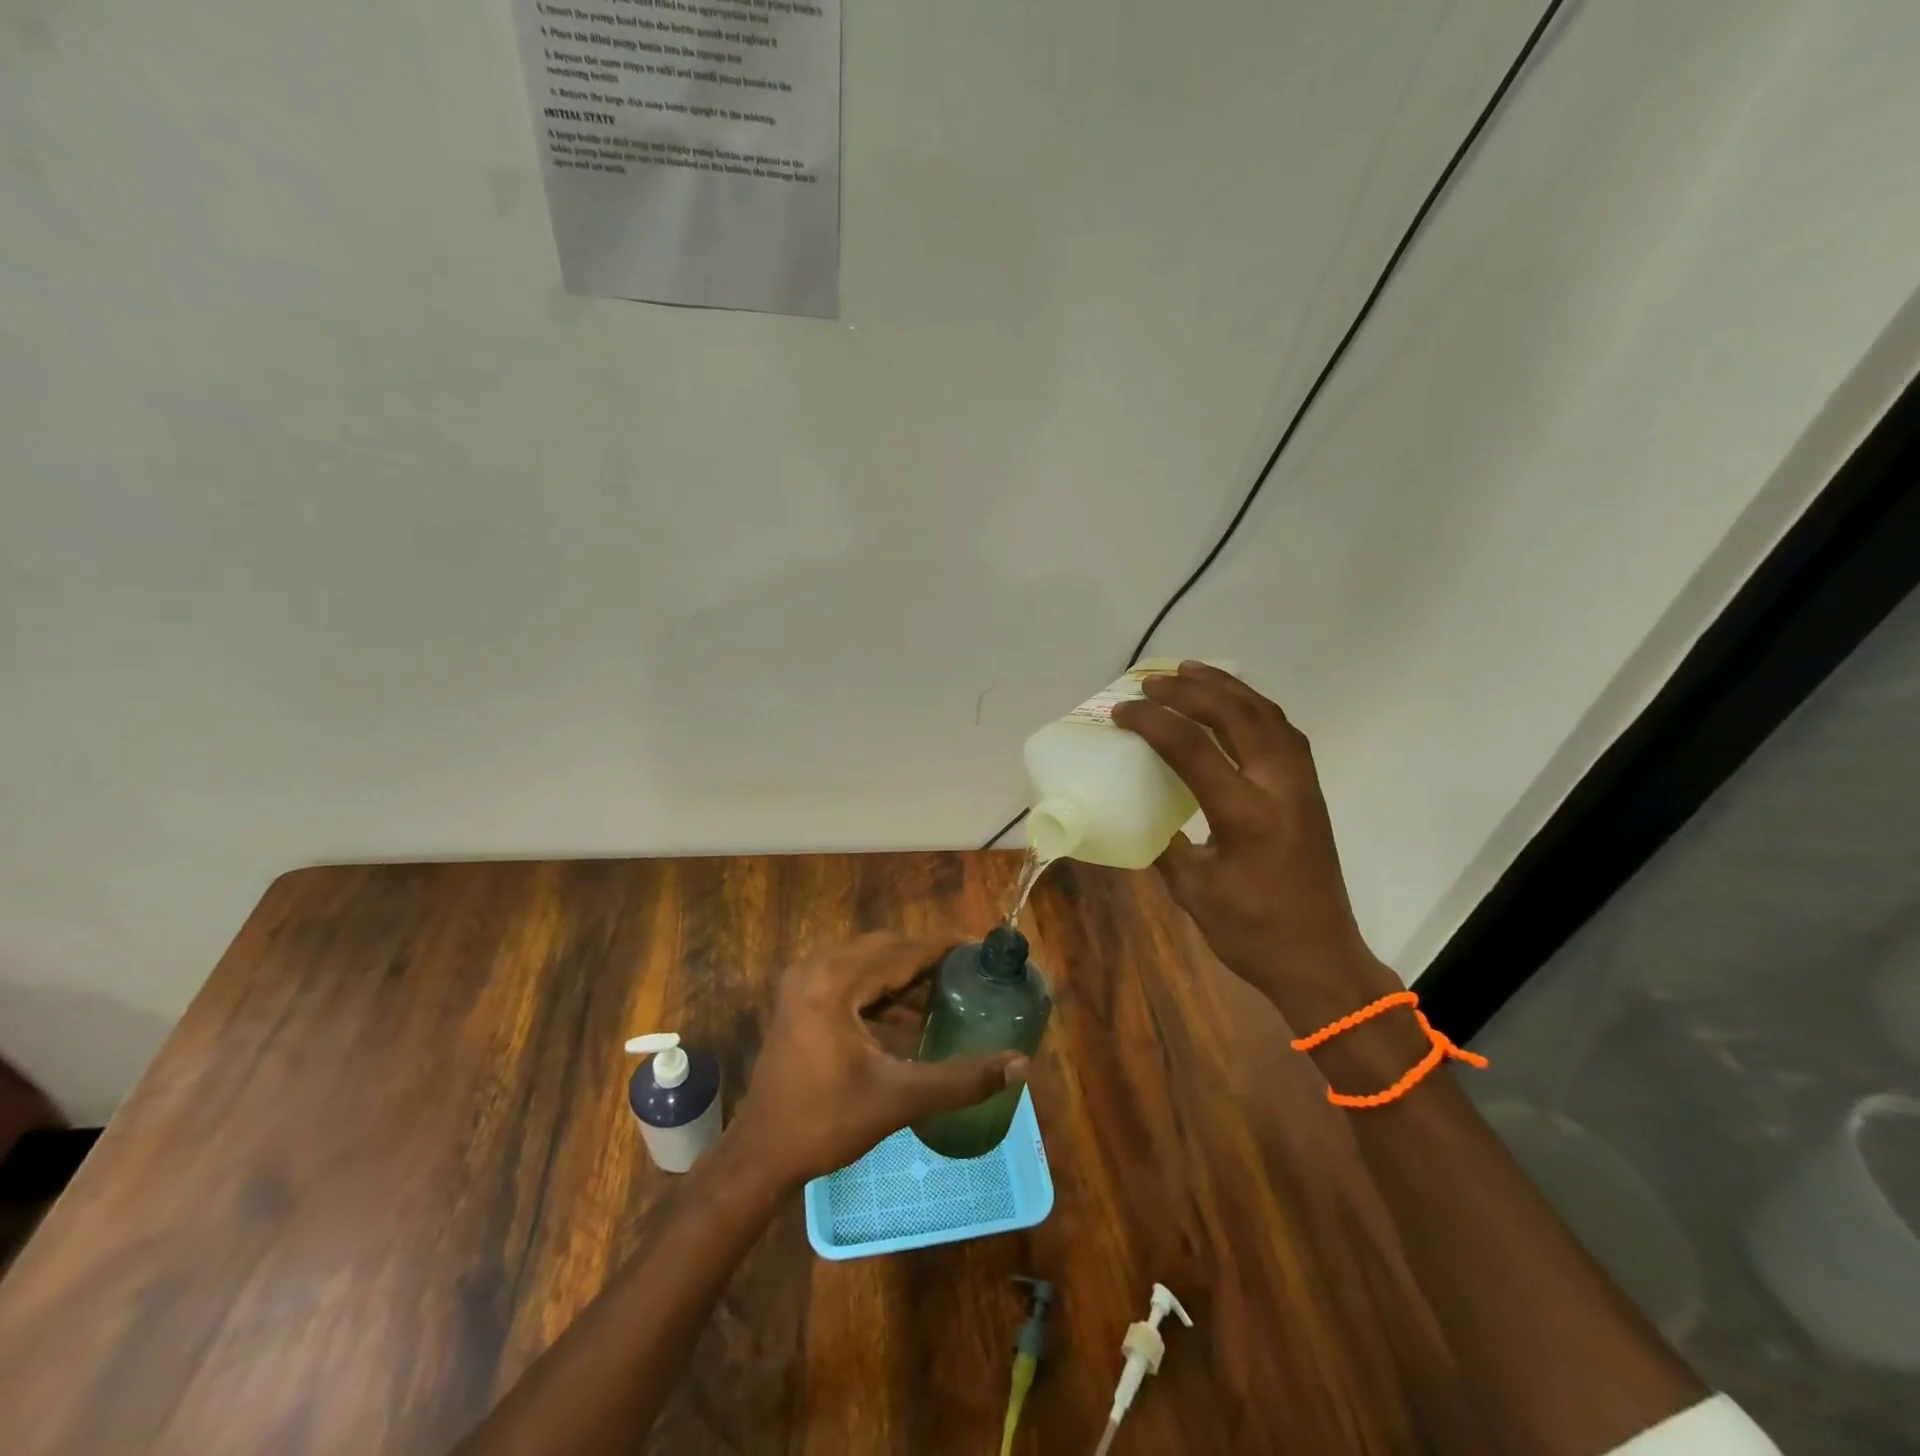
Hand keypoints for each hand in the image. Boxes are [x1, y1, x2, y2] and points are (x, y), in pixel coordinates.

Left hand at [730, 932, 1029, 1186]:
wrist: (761, 1155)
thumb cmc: (827, 1123)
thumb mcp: (899, 1099)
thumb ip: (962, 1079)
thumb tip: (1020, 1064)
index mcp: (836, 981)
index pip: (903, 951)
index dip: (945, 947)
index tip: (982, 949)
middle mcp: (817, 968)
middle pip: (886, 949)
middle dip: (928, 959)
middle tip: (969, 974)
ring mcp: (804, 981)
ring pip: (868, 962)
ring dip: (905, 975)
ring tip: (947, 994)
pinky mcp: (800, 998)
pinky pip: (851, 978)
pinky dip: (881, 990)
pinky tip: (909, 1018)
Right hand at [1111, 662, 1400, 1026]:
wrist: (1320, 959)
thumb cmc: (1251, 932)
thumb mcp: (1192, 891)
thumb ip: (1165, 842)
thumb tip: (1139, 809)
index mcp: (1244, 814)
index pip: (1192, 748)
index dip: (1152, 722)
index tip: (1121, 713)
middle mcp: (1279, 787)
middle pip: (1236, 715)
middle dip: (1190, 690)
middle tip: (1153, 681)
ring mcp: (1301, 785)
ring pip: (1267, 714)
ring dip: (1226, 688)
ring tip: (1191, 671)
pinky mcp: (1309, 791)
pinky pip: (1283, 731)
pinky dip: (1253, 707)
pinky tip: (1232, 706)